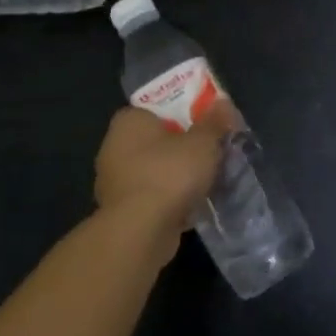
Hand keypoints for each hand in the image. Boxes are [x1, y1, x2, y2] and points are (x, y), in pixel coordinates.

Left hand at [93, 106, 229, 236]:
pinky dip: (168, 199)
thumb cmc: (170, 173)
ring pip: (154, 170)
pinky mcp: (120, 212)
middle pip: (156, 140)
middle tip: (210, 151)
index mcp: (129, 122)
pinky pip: (151, 196)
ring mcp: (113, 182)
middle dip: (182, 147)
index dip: (182, 113)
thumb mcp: (203, 142)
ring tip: (206, 179)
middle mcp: (114, 148)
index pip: (156, 109)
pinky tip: (192, 204)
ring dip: (176, 175)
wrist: (140, 232)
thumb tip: (222, 103)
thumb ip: (214, 122)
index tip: (204, 124)